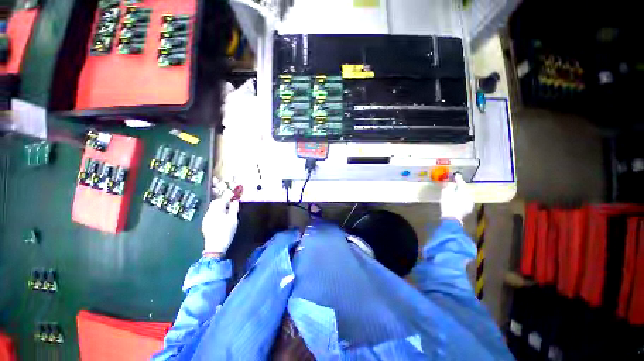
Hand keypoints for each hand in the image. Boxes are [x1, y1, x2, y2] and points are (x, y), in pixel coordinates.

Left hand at [202, 190, 239, 255]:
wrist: (215, 247)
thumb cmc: (226, 232)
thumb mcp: (233, 220)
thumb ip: (234, 209)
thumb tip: (235, 201)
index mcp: (217, 211)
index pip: (223, 199)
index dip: (229, 195)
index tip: (234, 193)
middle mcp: (209, 212)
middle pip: (216, 202)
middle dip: (223, 200)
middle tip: (232, 202)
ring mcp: (206, 218)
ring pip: (213, 208)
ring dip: (220, 206)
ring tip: (228, 209)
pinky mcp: (205, 223)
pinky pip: (211, 213)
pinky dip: (217, 211)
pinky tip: (222, 217)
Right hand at [440, 173, 473, 224]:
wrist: (451, 217)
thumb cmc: (448, 203)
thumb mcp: (446, 193)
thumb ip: (449, 186)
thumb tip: (451, 183)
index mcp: (464, 191)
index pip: (461, 182)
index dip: (458, 178)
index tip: (456, 174)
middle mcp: (469, 196)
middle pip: (464, 189)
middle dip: (460, 186)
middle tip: (455, 184)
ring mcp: (470, 203)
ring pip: (465, 195)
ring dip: (461, 193)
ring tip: (456, 192)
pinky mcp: (468, 209)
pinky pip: (465, 201)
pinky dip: (461, 199)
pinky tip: (457, 200)